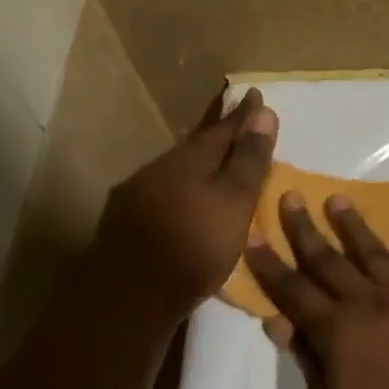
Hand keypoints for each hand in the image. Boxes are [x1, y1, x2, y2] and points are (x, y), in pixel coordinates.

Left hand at [91, 87, 278, 322]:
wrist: (131, 294)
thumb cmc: (194, 246)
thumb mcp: (234, 202)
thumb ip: (248, 160)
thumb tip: (263, 112)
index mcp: (191, 158)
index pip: (224, 127)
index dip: (242, 113)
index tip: (255, 94)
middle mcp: (160, 167)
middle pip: (196, 145)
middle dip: (217, 134)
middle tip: (236, 122)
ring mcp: (138, 193)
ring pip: (175, 169)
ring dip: (196, 164)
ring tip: (214, 165)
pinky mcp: (125, 221)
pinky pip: (161, 193)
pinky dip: (179, 191)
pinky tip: (183, 203)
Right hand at [245, 192, 388, 388]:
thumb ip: (306, 359)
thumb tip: (277, 321)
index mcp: (335, 330)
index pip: (293, 289)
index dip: (269, 263)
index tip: (253, 234)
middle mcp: (367, 302)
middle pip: (327, 259)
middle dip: (304, 228)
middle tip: (290, 197)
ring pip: (372, 251)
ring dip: (352, 224)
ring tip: (337, 199)